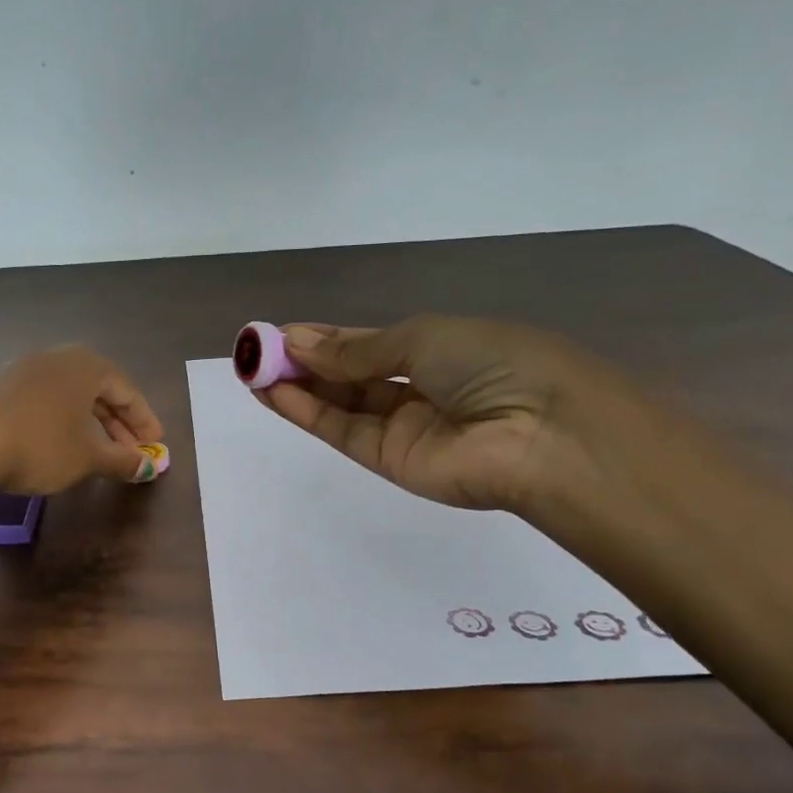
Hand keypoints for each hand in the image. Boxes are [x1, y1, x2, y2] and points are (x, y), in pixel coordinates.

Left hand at [0, 346, 164, 494]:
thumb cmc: (41, 446)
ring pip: (68, 395)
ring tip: (96, 451)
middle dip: (117, 423)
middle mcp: (55, 358)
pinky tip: (57, 445)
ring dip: (88, 422)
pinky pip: (42, 401)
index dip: (144, 420)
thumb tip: (147, 466)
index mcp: (85, 366)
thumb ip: (122, 460)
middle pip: (97, 390)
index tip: (155, 445)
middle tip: (129, 451)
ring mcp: (21, 369)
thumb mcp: (89, 457)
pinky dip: (59, 421)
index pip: (126, 390)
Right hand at [257, 316, 614, 511]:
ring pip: (339, 403)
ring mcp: (402, 427)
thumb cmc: (493, 363)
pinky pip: (341, 430)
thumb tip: (299, 343)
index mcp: (438, 349)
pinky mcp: (389, 460)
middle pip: (349, 374)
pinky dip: (305, 411)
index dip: (325, 338)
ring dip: (295, 385)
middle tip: (256, 349)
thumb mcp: (422, 338)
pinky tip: (272, 392)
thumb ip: (356, 351)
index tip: (279, 332)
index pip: (368, 344)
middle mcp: (418, 388)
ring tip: (251, 368)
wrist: (541, 435)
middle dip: (303, 361)